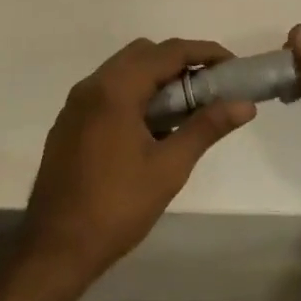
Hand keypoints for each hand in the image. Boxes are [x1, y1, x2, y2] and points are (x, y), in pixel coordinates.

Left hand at [18, 38, 255, 290]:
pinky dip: (135, 95)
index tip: (233, 66)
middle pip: (143, 54)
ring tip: (186, 110)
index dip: (205, 52)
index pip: (167, 52)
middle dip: (180, 63)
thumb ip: (206, 128)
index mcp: (115, 90)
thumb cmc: (117, 207)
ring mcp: (76, 105)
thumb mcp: (169, 167)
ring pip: (124, 72)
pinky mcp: (69, 124)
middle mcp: (91, 86)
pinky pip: (108, 93)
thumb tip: (245, 105)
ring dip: (157, 80)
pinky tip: (152, 129)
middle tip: (210, 89)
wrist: (55, 249)